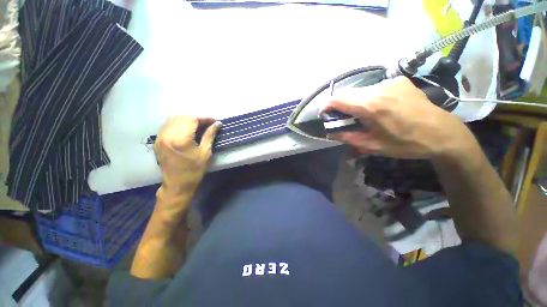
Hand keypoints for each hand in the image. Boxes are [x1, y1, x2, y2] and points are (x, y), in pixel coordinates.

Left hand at [155, 116, 221, 198]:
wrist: (177, 184)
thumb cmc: (194, 170)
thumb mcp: (205, 153)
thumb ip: (210, 135)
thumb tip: (217, 124)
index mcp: (180, 139)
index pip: (192, 119)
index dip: (205, 118)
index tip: (215, 121)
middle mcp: (167, 135)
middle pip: (182, 117)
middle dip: (197, 118)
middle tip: (208, 124)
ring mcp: (160, 137)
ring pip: (174, 119)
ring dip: (187, 120)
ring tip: (199, 126)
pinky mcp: (158, 141)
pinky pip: (168, 125)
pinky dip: (179, 124)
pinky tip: (187, 130)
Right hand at [322, 76, 475, 158]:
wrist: (442, 133)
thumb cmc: (405, 143)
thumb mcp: (372, 145)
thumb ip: (347, 137)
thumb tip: (330, 133)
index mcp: (371, 106)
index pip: (338, 99)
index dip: (326, 106)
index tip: (324, 114)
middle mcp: (379, 89)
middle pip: (348, 94)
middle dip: (340, 106)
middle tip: (342, 119)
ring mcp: (391, 82)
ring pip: (360, 91)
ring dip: (354, 102)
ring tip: (361, 116)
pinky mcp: (399, 81)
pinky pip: (375, 88)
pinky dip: (368, 98)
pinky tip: (377, 108)